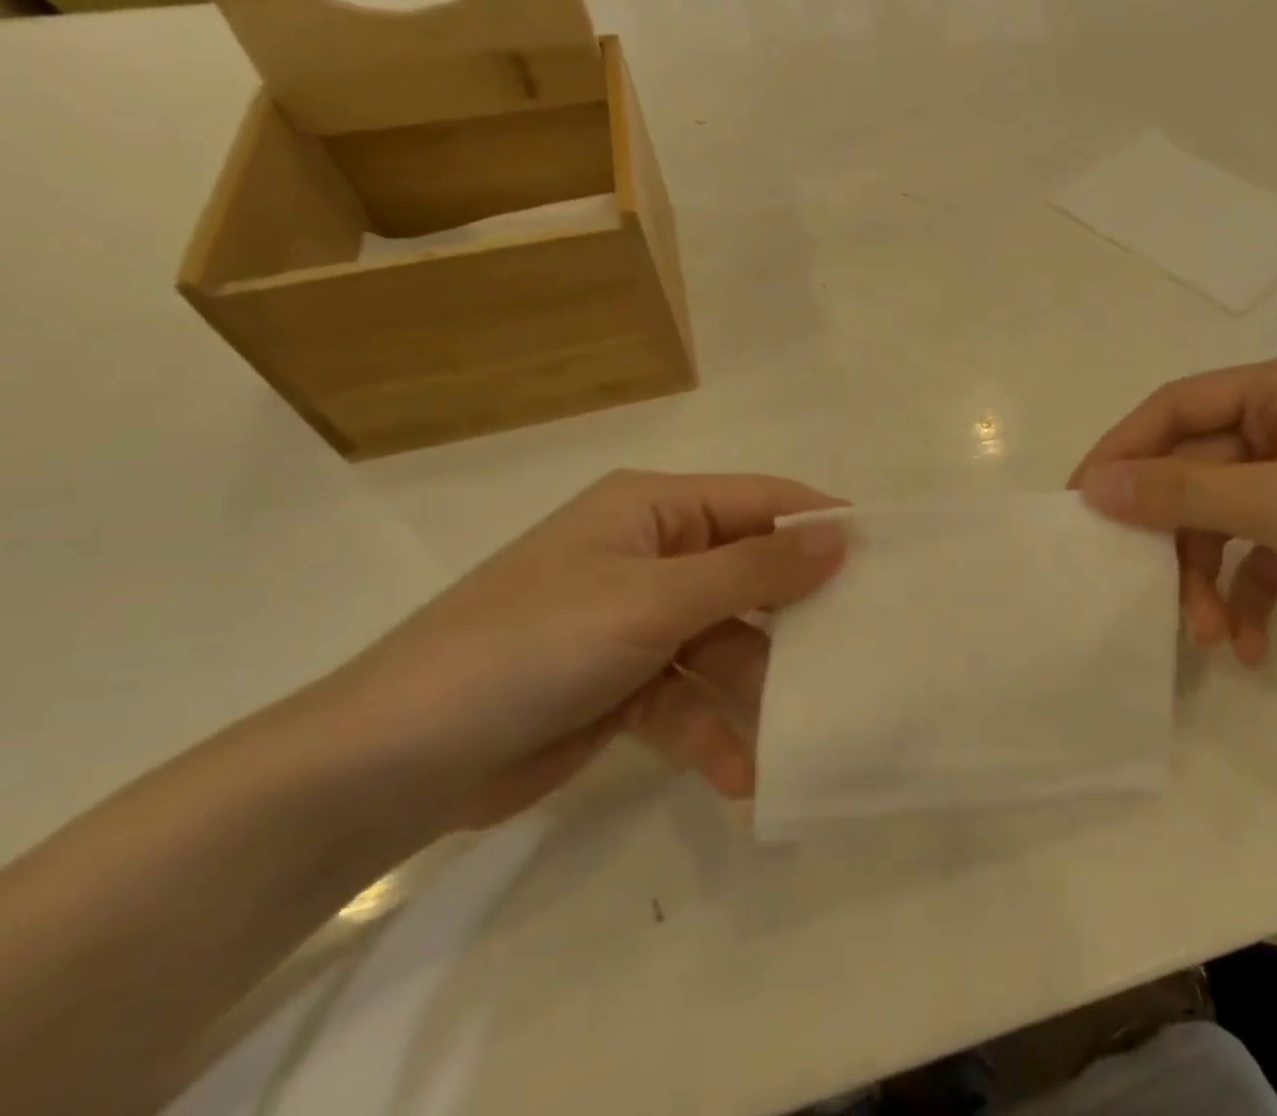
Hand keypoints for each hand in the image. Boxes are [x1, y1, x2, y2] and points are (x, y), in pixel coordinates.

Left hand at [325, 472, 845, 828]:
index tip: (884, 558)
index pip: (759, 501)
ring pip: (725, 646)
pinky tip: (741, 775)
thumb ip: (753, 569)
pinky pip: (690, 699)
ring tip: (804, 732)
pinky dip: (713, 732)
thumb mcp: (653, 600)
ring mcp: (638, 623)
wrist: (392, 762)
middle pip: (748, 576)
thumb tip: (840, 536)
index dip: (819, 525)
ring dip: (757, 691)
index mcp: (654, 511)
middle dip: (795, 617)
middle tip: (861, 650)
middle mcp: (651, 557)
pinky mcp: (624, 684)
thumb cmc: (534, 644)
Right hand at [1071, 351, 1276, 669]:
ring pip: (1224, 518)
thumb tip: (1095, 486)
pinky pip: (1261, 552)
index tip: (1081, 501)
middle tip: (1136, 583)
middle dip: (1175, 535)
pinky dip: (1247, 595)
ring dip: (1208, 576)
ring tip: (1208, 634)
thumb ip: (1183, 491)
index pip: (1179, 406)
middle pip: (1199, 469)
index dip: (1125, 450)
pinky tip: (1249, 644)